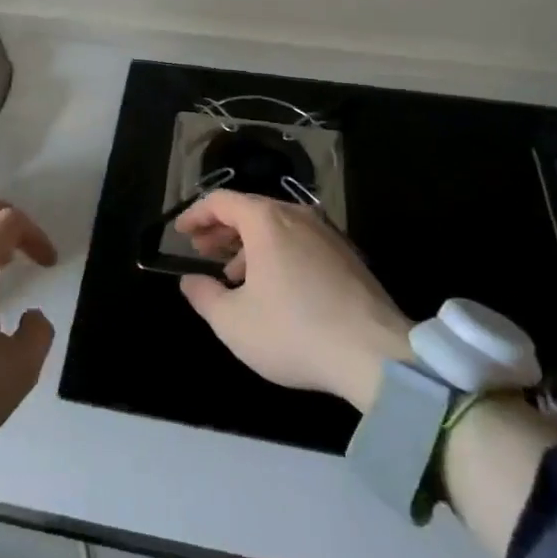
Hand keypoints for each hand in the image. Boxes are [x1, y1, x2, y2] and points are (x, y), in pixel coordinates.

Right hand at [175, 190, 414, 411]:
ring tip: (234, 275)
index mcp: (266, 221)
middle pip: (250, 210)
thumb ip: (203, 296)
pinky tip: (274, 288)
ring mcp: (327, 234)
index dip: (195, 215)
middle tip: (202, 251)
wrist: (376, 356)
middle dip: (221, 229)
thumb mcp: (232, 322)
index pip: (221, 201)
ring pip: (277, 227)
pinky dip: (277, 254)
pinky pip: (300, 242)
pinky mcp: (348, 257)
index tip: (180, 233)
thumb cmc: (294, 331)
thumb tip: (189, 281)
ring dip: (249, 245)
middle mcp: (297, 216)